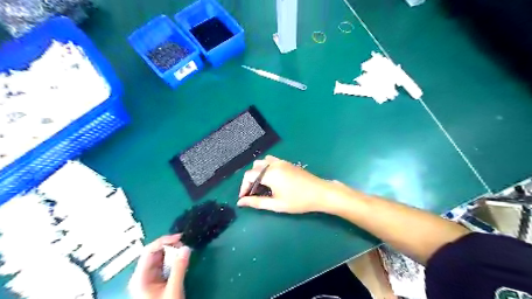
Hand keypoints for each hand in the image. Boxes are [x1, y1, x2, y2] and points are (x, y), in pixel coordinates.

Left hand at [130, 235, 191, 298]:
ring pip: (160, 258)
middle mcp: (142, 275)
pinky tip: (181, 260)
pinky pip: (164, 264)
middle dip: (170, 246)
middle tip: (184, 246)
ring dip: (172, 252)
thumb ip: (179, 268)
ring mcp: (149, 278)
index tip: (180, 238)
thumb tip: (186, 248)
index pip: (148, 252)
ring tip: (184, 252)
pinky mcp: (156, 280)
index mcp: (140, 278)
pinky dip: (173, 260)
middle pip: (154, 253)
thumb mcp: (173, 290)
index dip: (164, 241)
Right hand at [238, 156, 337, 212]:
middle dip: (250, 180)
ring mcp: (281, 162)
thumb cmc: (299, 201)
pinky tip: (271, 179)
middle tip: (253, 193)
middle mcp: (274, 164)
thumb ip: (257, 202)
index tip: (244, 198)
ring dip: (258, 173)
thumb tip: (241, 202)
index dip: (243, 187)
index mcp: (270, 174)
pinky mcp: (287, 163)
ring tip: (261, 186)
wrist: (320, 193)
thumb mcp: (277, 204)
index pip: (249, 176)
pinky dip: (266, 168)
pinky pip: (271, 161)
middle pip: (254, 168)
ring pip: (262, 162)